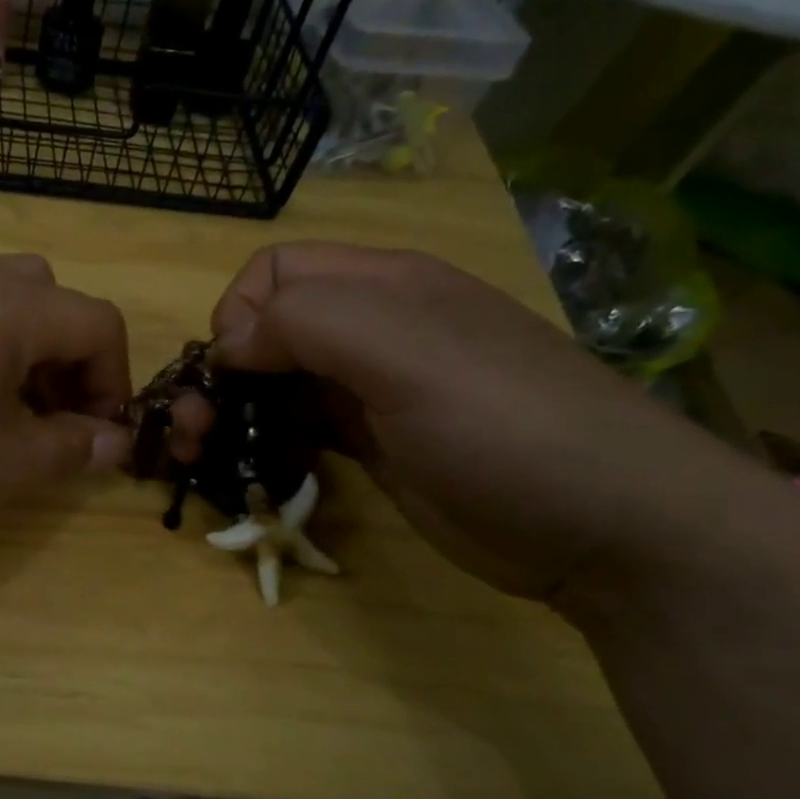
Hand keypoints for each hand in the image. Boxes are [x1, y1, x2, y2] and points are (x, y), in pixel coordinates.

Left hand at [0, 255, 132, 553]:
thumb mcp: (0, 469)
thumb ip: (69, 450)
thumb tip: (114, 441)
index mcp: (8, 307)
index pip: (97, 321)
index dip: (114, 380)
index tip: (98, 437)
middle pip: (45, 298)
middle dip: (64, 359)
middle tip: (46, 421)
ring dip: (14, 357)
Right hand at [179, 242, 750, 601]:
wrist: (604, 527)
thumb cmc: (505, 426)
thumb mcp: (407, 353)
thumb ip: (308, 323)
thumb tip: (228, 343)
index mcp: (382, 287)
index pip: (275, 271)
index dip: (237, 314)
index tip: (229, 375)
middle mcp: (372, 331)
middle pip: (266, 329)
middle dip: (220, 372)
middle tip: (195, 431)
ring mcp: (372, 393)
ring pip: (276, 384)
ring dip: (232, 413)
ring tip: (204, 455)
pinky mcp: (372, 447)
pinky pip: (298, 430)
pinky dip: (264, 444)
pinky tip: (252, 470)